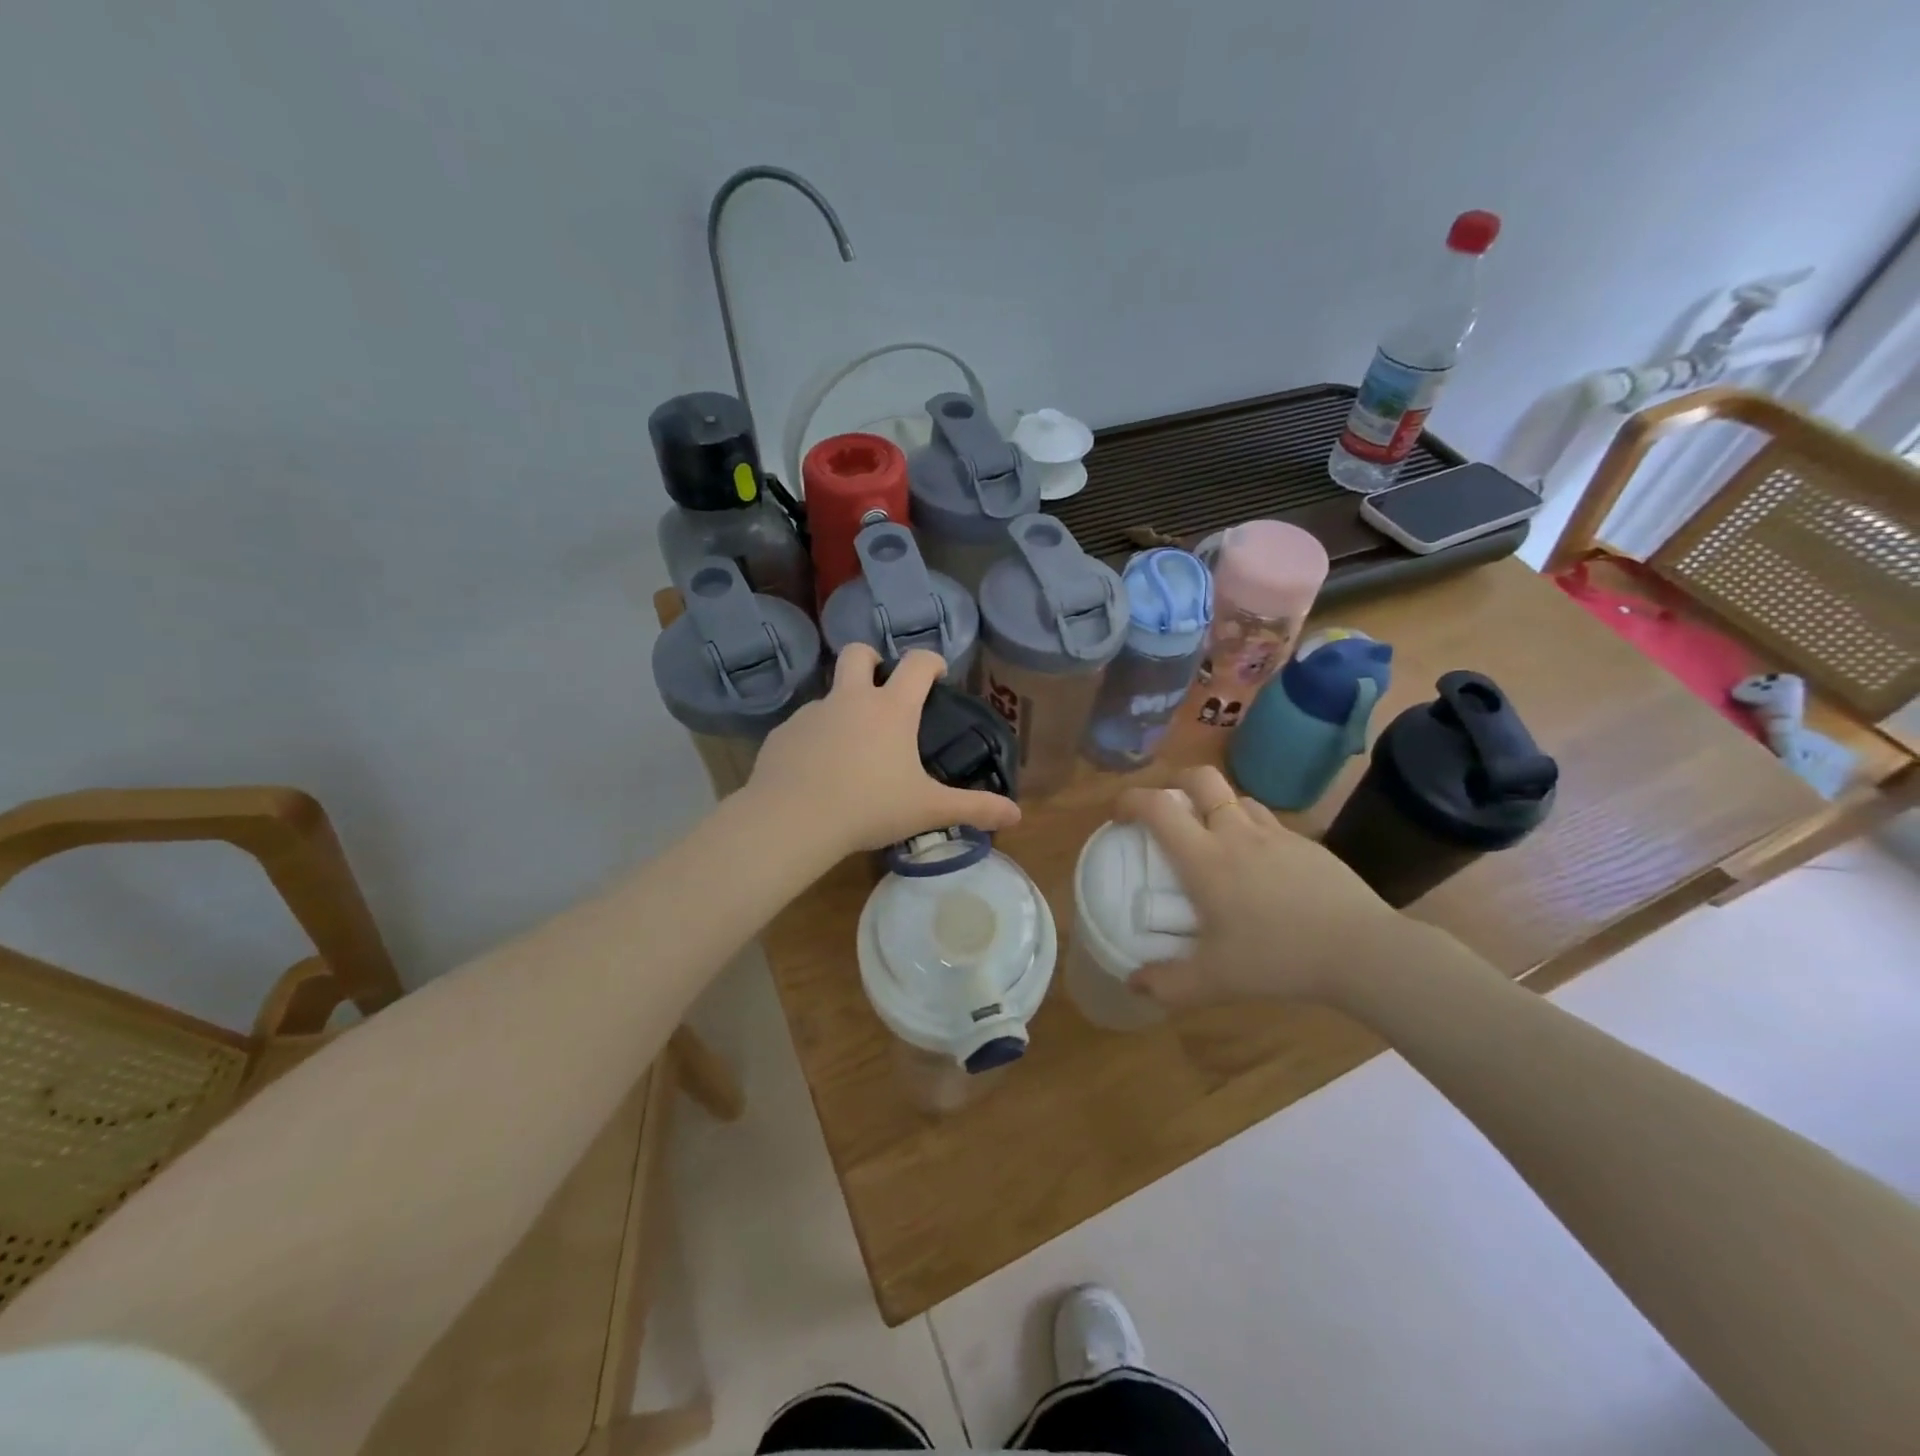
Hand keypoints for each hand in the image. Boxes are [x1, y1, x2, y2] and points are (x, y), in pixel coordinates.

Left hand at [746, 644, 1020, 859]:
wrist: (793, 819)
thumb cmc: (869, 807)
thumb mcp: (927, 809)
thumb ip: (973, 808)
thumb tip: (1017, 814)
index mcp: (891, 709)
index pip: (917, 663)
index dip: (931, 661)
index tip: (938, 674)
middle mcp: (850, 699)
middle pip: (858, 654)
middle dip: (872, 660)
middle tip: (882, 688)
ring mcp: (812, 713)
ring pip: (829, 694)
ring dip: (843, 708)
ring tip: (851, 748)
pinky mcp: (783, 734)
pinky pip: (804, 727)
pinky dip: (815, 739)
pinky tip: (818, 771)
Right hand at [1114, 766, 1427, 1008]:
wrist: (1362, 950)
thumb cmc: (1278, 958)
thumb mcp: (1215, 981)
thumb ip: (1168, 984)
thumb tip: (1134, 983)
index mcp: (1205, 858)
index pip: (1158, 807)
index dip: (1131, 800)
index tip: (1119, 815)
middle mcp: (1236, 834)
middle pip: (1201, 779)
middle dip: (1176, 783)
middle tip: (1169, 811)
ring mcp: (1276, 834)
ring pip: (1237, 798)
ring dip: (1217, 806)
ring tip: (1214, 838)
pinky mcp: (1308, 844)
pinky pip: (1269, 823)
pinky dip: (1251, 830)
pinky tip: (1260, 867)